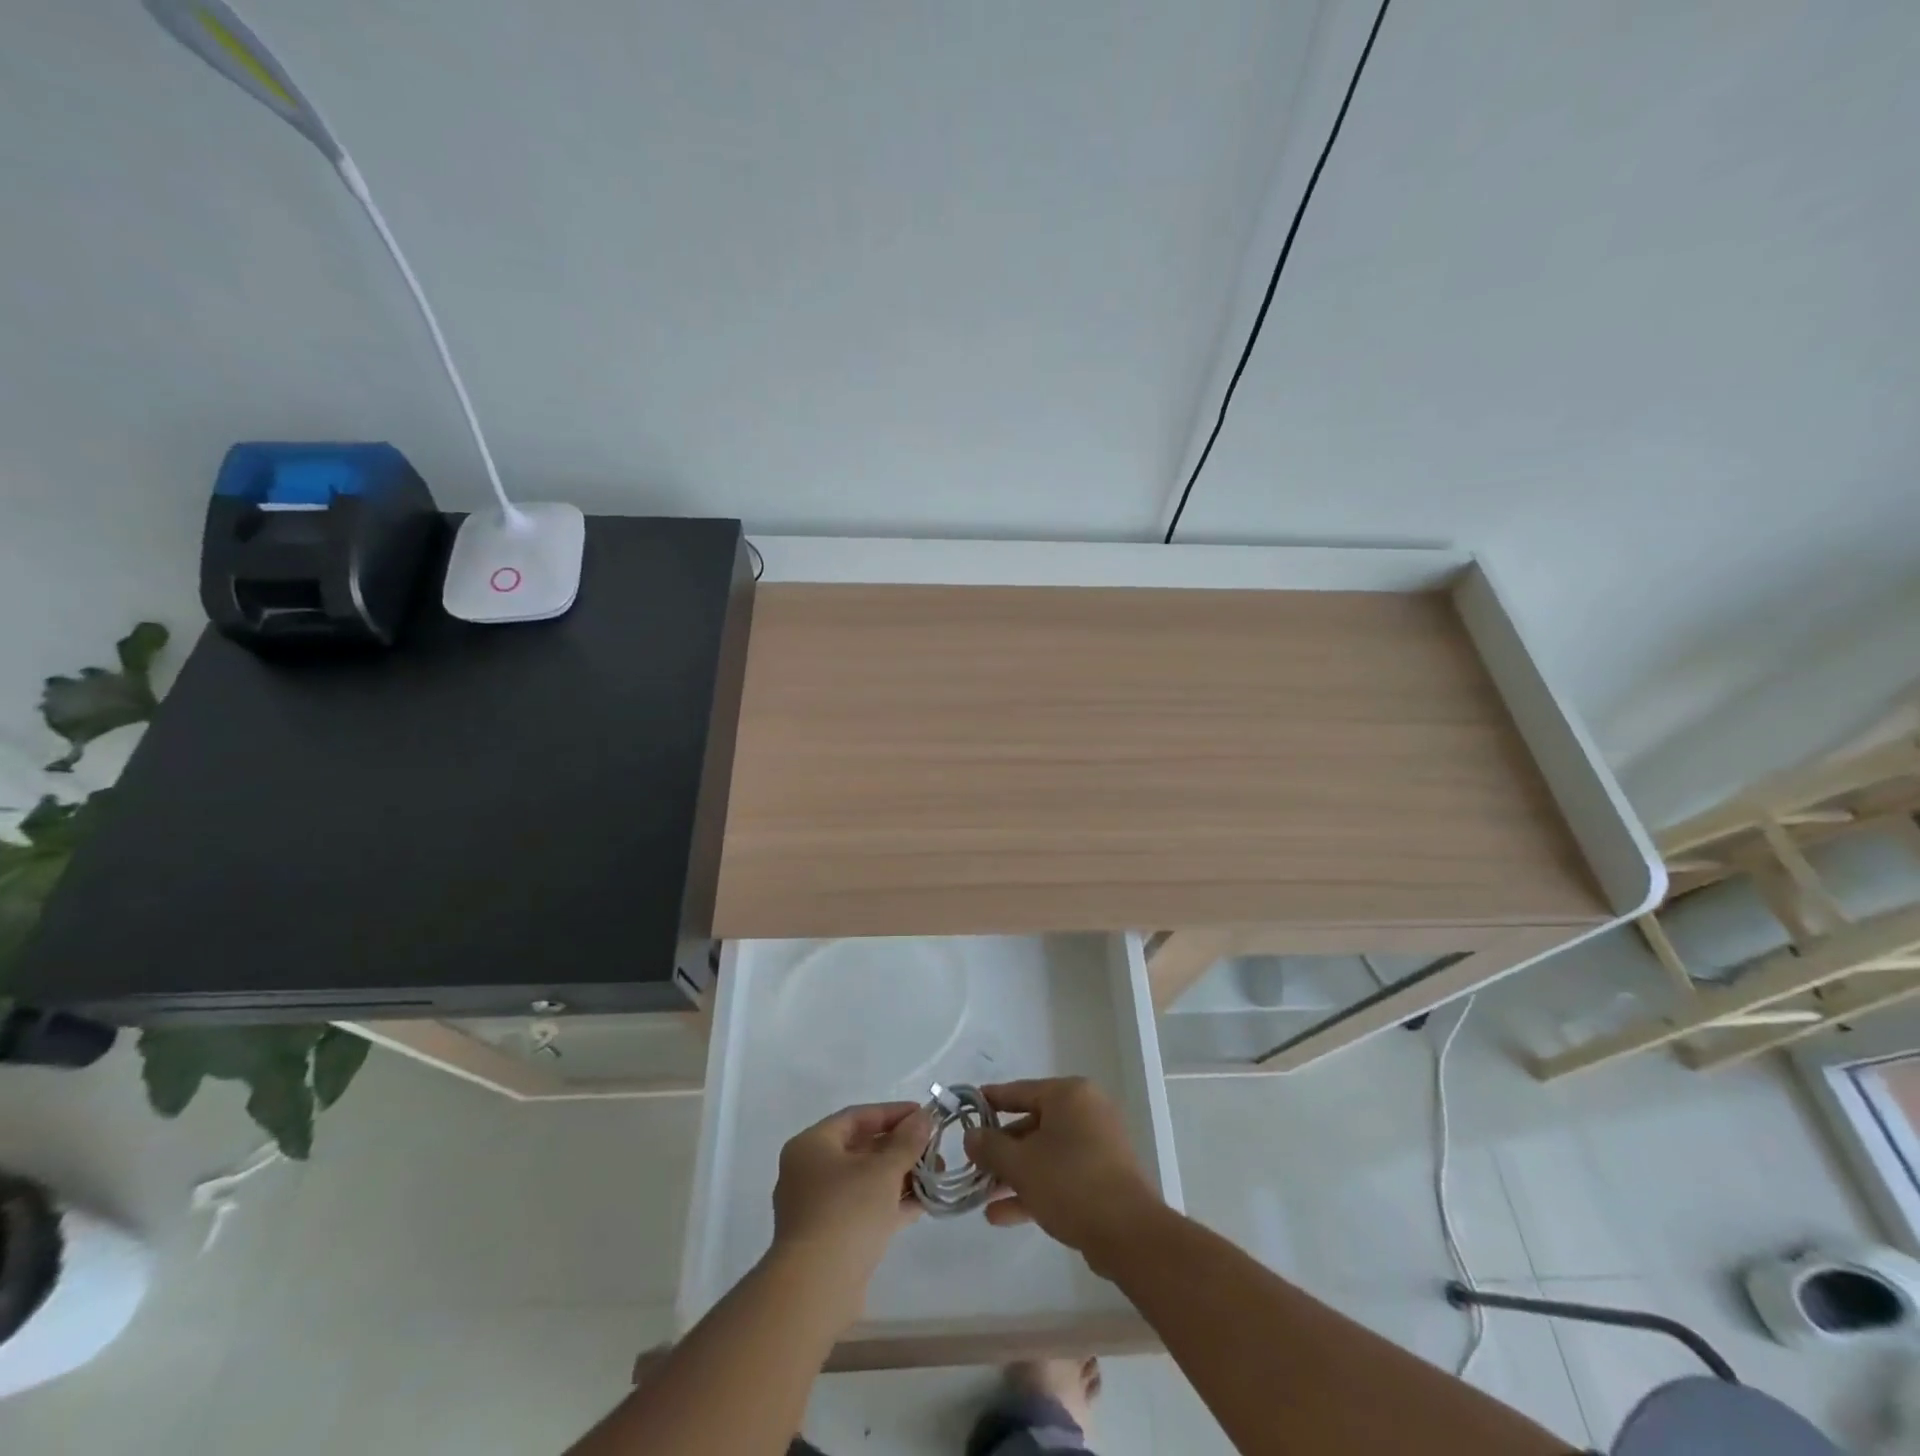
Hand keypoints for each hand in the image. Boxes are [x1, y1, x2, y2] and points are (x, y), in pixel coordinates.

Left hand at [769, 1101, 931, 1321]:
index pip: (857, 1117)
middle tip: (934, 1148)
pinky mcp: (830, 1238)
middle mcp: (809, 1171)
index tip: (924, 1115)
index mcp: (812, 1145)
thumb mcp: (883, 1170)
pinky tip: (923, 1203)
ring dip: (900, 1176)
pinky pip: (864, 1209)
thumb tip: (924, 1117)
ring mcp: (818, 1207)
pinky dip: (890, 1203)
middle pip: (861, 1148)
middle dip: (900, 1147)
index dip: (893, 1113)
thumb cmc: (847, 1213)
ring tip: (936, 1174)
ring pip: (865, 1181)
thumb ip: (907, 1141)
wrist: (816, 1290)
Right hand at [964, 1078, 1163, 1273]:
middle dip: (1001, 1149)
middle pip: (1032, 1124)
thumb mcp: (1020, 1164)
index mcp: (1069, 1095)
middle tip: (973, 1164)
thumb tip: (970, 1136)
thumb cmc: (1070, 1183)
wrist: (1129, 1234)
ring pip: (1045, 1153)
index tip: (967, 1109)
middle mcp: (1085, 1111)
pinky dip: (1035, 1188)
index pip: (1020, 1090)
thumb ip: (990, 1147)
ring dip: (1014, 1174)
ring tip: (982, 1195)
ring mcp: (1097, 1145)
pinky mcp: (1103, 1176)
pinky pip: (1060, 1174)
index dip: (990, 1101)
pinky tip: (1002, 1215)